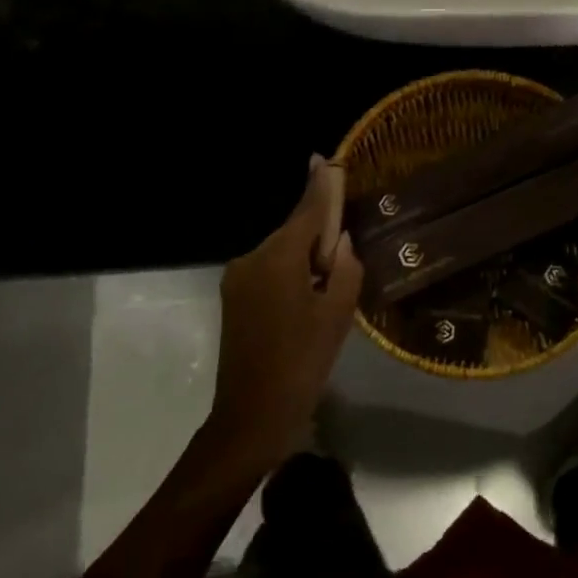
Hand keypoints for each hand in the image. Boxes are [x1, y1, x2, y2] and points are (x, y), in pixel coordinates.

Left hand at [208, 155, 364, 465]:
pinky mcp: (233, 297)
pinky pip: (269, 271)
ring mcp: (237, 278)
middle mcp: (252, 258)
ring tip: (326, 292)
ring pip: (281, 253)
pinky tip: (306, 301)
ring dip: (305, 260)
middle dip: (319, 237)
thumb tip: (341, 243)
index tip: (325, 158)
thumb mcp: (337, 316)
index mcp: (278, 258)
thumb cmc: (301, 365)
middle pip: (294, 232)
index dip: (320, 186)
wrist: (250, 418)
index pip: (307, 212)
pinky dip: (290, 274)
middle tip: (344, 260)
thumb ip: (345, 269)